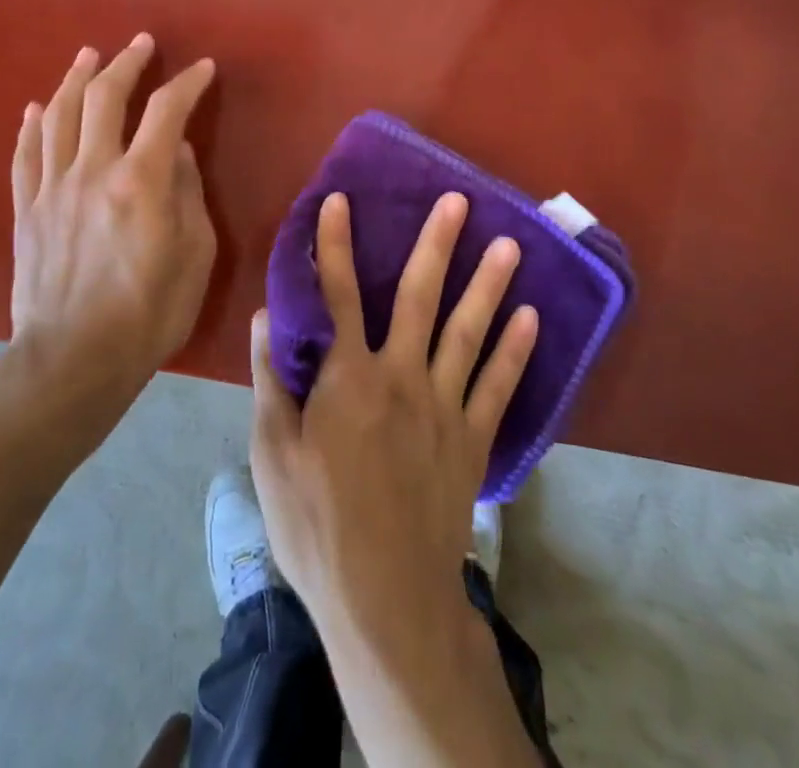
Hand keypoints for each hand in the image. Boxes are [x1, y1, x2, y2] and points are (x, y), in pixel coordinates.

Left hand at [4, 35, 216, 411]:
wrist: (74, 361)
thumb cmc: (149, 312)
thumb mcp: (195, 255)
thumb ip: (188, 194)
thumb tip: (180, 152)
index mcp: (140, 181)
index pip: (167, 111)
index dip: (187, 83)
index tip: (203, 68)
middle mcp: (92, 170)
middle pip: (105, 97)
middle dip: (126, 63)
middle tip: (141, 44)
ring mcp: (52, 188)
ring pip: (60, 114)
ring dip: (76, 78)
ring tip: (89, 56)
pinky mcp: (26, 210)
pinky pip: (25, 154)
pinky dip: (33, 125)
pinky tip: (38, 107)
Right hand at [249, 191, 538, 645]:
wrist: (387, 599)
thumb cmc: (318, 524)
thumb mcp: (273, 454)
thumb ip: (272, 379)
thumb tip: (267, 314)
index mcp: (349, 377)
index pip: (339, 294)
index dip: (336, 245)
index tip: (339, 200)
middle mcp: (402, 376)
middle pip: (421, 297)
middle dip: (437, 244)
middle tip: (458, 200)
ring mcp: (445, 406)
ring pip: (469, 332)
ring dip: (489, 285)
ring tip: (510, 245)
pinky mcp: (473, 440)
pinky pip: (499, 386)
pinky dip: (516, 351)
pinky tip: (532, 319)